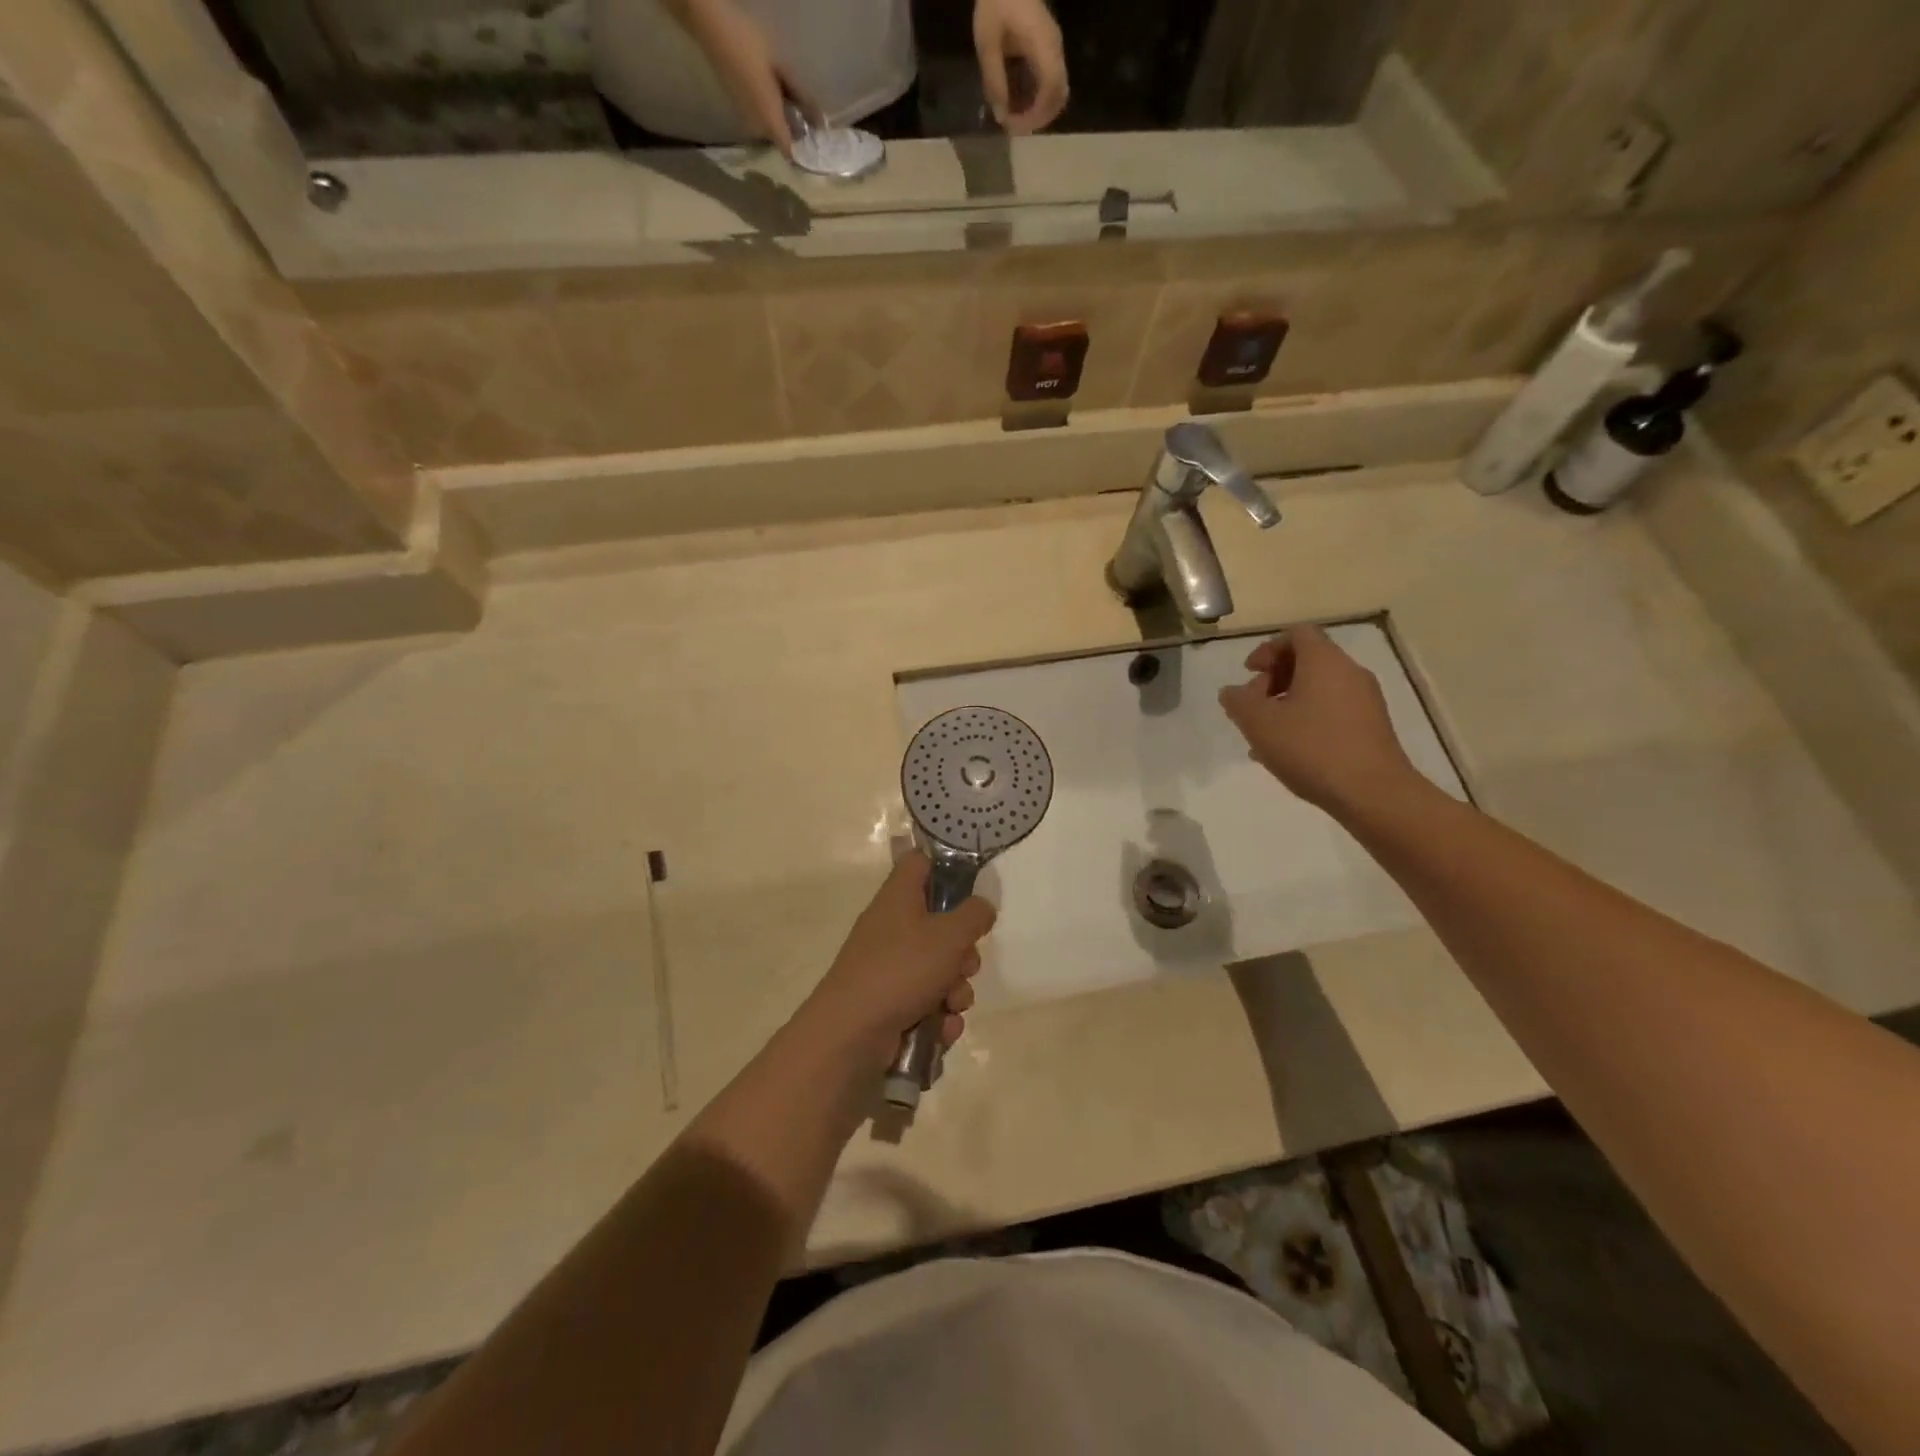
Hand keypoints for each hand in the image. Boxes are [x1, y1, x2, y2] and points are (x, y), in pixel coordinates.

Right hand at [671, 0, 813, 153]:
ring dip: (785, 123)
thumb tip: (821, 123)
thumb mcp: (782, 68)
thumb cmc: (749, 44)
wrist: (711, 27)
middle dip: (798, 136)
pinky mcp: (739, 108)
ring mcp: (746, 119)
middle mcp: (758, 129)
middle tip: (812, 119)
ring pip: (772, 130)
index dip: (805, 157)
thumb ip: (802, 98)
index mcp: (770, 123)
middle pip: (782, 142)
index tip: (819, 149)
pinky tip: (779, 95)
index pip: (791, 155)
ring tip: (798, 105)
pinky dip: (773, 113)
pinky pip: (762, 119)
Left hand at [800, 853, 993, 1069]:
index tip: (972, 889)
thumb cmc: (901, 969)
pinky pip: (928, 1002)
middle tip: (965, 965)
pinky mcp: (891, 1003)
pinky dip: (940, 1016)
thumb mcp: (949, 935)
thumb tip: (982, 907)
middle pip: (940, 925)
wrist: (851, 1034)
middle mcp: (893, 927)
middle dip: (963, 952)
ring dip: (956, 991)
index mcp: (899, 897)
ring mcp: (890, 967)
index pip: (920, 862)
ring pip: (939, 970)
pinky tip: (942, 1029)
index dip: (946, 868)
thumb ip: (973, 916)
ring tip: (951, 1005)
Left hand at [973, 0, 1068, 133]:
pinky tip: (1018, 104)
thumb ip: (994, 80)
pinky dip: (1037, 101)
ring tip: (1014, 119)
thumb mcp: (987, 42)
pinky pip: (1050, 84)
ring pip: (1056, 93)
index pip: (1051, 88)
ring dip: (1038, 112)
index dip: (1036, 114)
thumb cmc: (996, 2)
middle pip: (1059, 96)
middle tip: (1013, 128)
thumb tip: (1000, 115)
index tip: (1015, 125)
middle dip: (1037, 119)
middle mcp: (1055, 49)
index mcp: (1043, 44)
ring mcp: (1054, 49)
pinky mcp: (1048, 51)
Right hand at [1218, 626, 1421, 816]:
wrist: (1372, 793)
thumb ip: (1238, 702)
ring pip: (1318, 689)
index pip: (1296, 634)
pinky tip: (1290, 751)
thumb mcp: (1259, 723)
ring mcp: (1366, 701)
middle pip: (1307, 661)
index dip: (1268, 649)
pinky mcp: (1372, 727)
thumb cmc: (1311, 748)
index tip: (1250, 673)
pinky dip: (1307, 719)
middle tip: (1254, 706)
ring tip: (1266, 735)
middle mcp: (1349, 673)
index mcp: (1324, 661)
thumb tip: (1232, 692)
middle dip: (1274, 679)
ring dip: (1288, 703)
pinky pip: (1332, 711)